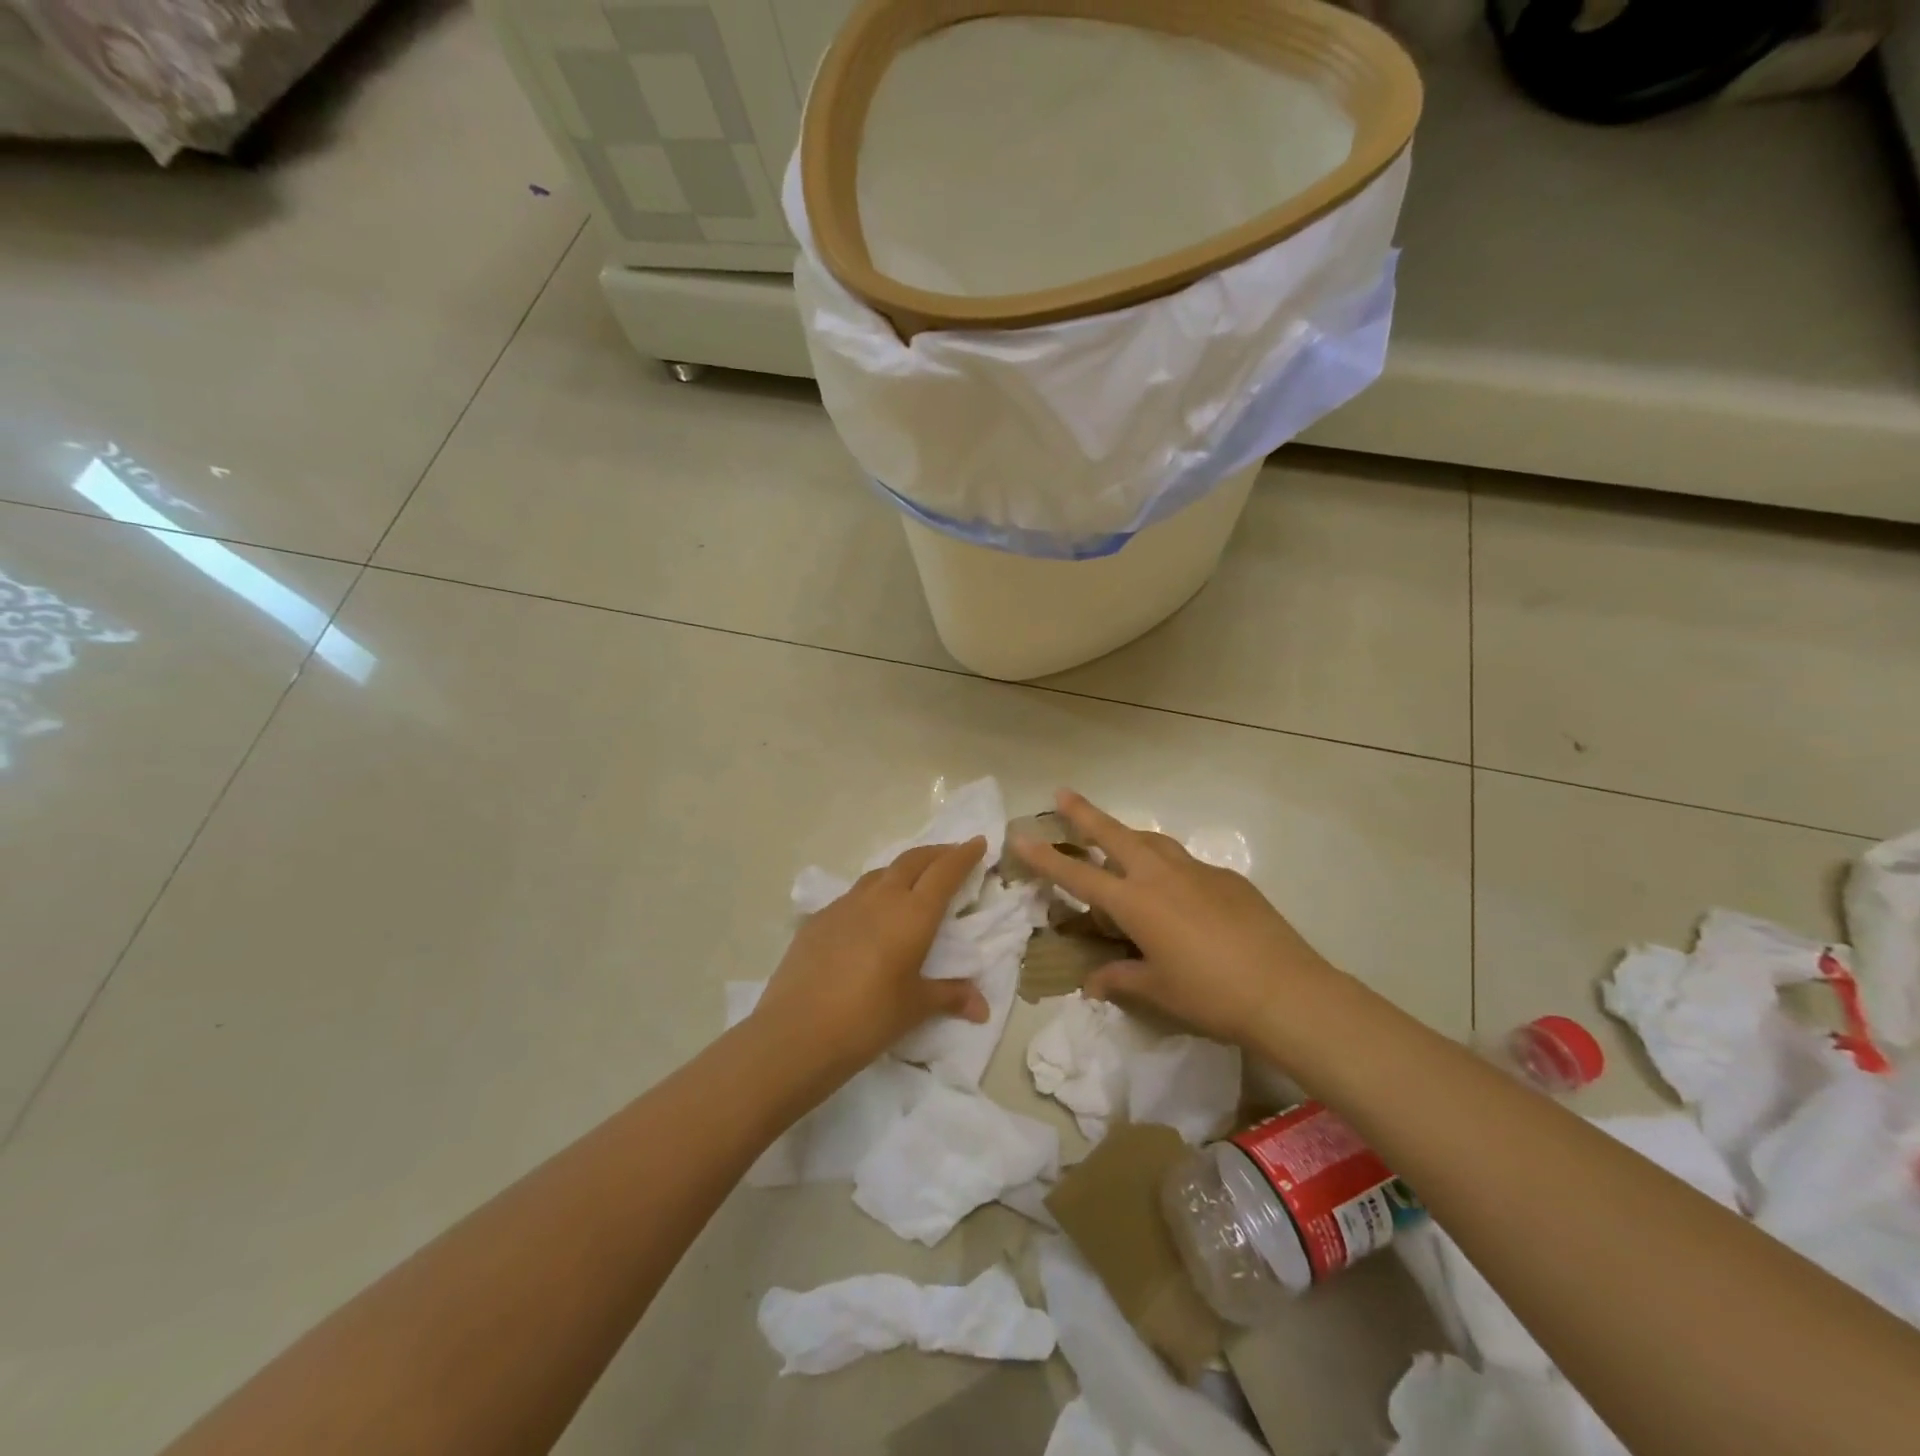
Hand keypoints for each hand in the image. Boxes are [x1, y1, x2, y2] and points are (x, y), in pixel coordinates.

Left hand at [751, 839, 990, 1080]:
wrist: (797, 1031)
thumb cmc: (868, 1018)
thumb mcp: (915, 1007)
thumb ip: (949, 997)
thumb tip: (982, 1007)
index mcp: (913, 914)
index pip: (945, 872)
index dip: (964, 855)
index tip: (978, 842)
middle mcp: (881, 898)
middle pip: (913, 861)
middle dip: (936, 853)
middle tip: (952, 854)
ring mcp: (846, 904)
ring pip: (881, 872)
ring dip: (903, 868)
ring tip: (913, 878)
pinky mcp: (819, 918)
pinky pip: (855, 894)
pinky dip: (873, 892)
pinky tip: (870, 913)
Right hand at [1012, 790, 1336, 1045]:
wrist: (1285, 990)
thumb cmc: (1211, 994)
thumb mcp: (1159, 991)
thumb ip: (1121, 979)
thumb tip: (1093, 984)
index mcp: (1135, 902)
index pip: (1078, 874)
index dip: (1045, 857)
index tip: (1020, 837)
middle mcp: (1160, 875)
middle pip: (1113, 834)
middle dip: (1084, 813)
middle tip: (1062, 793)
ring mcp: (1196, 871)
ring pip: (1152, 841)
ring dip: (1127, 835)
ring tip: (1116, 839)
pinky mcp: (1227, 878)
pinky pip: (1185, 863)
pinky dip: (1168, 866)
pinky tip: (1176, 890)